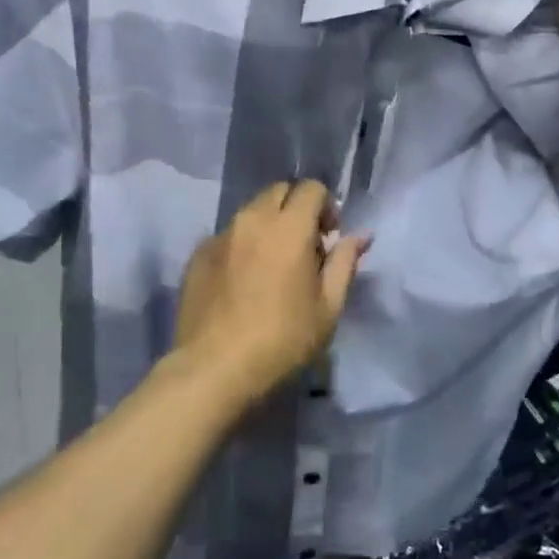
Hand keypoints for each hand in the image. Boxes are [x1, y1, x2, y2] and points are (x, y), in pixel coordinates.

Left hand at [172, 182, 370, 412]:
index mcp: (289, 227)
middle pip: (279, 191)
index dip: (326, 206)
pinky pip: (228, 235)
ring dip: (268, 224)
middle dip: (296, 207)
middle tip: (304, 245)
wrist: (213, 369)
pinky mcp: (198, 254)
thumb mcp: (328, 307)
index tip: (329, 236)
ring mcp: (221, 235)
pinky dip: (242, 244)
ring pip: (251, 211)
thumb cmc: (282, 340)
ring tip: (272, 263)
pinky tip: (242, 280)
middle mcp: (253, 219)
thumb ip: (345, 263)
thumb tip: (361, 235)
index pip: (311, 188)